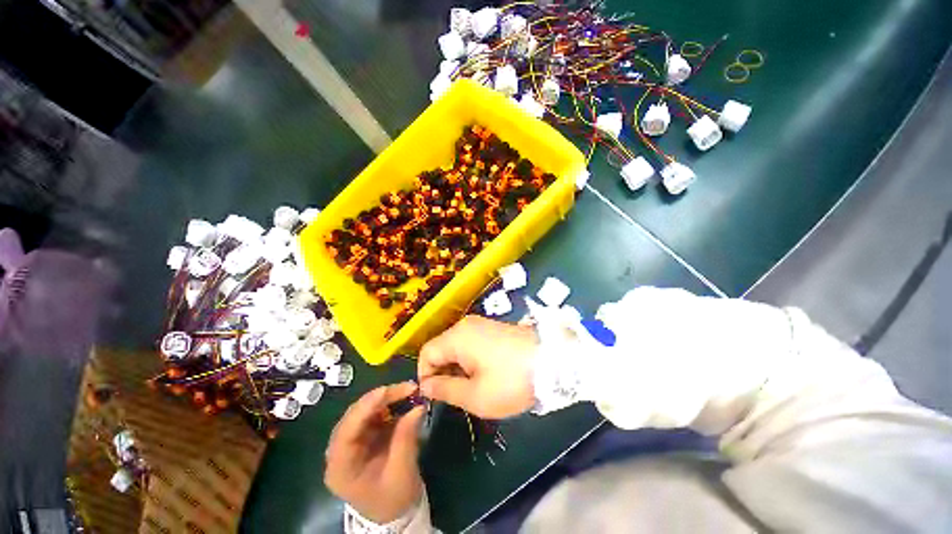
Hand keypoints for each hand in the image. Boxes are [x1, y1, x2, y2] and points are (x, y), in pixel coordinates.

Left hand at [324, 382, 424, 523]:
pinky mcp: (363, 436)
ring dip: (386, 399)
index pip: (347, 431)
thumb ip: (407, 437)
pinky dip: (389, 405)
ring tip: (409, 392)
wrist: (393, 513)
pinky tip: (403, 401)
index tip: (388, 390)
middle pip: (355, 415)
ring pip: (364, 410)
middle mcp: (340, 451)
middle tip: (408, 387)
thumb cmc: (393, 498)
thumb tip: (419, 406)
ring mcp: (351, 442)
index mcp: (341, 467)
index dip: (365, 407)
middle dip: (381, 398)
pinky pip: (374, 414)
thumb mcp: (402, 471)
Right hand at [418, 316, 537, 418]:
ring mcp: (481, 324)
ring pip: (456, 346)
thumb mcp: (475, 395)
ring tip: (473, 387)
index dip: (425, 376)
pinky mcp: (493, 328)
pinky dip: (470, 359)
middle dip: (443, 372)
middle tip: (457, 395)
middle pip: (441, 348)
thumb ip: (445, 389)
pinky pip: (471, 342)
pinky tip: (486, 374)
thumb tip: (425, 386)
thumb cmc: (511, 381)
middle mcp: (465, 325)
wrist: (553, 360)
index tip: (437, 396)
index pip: (426, 353)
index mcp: (457, 337)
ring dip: (457, 367)